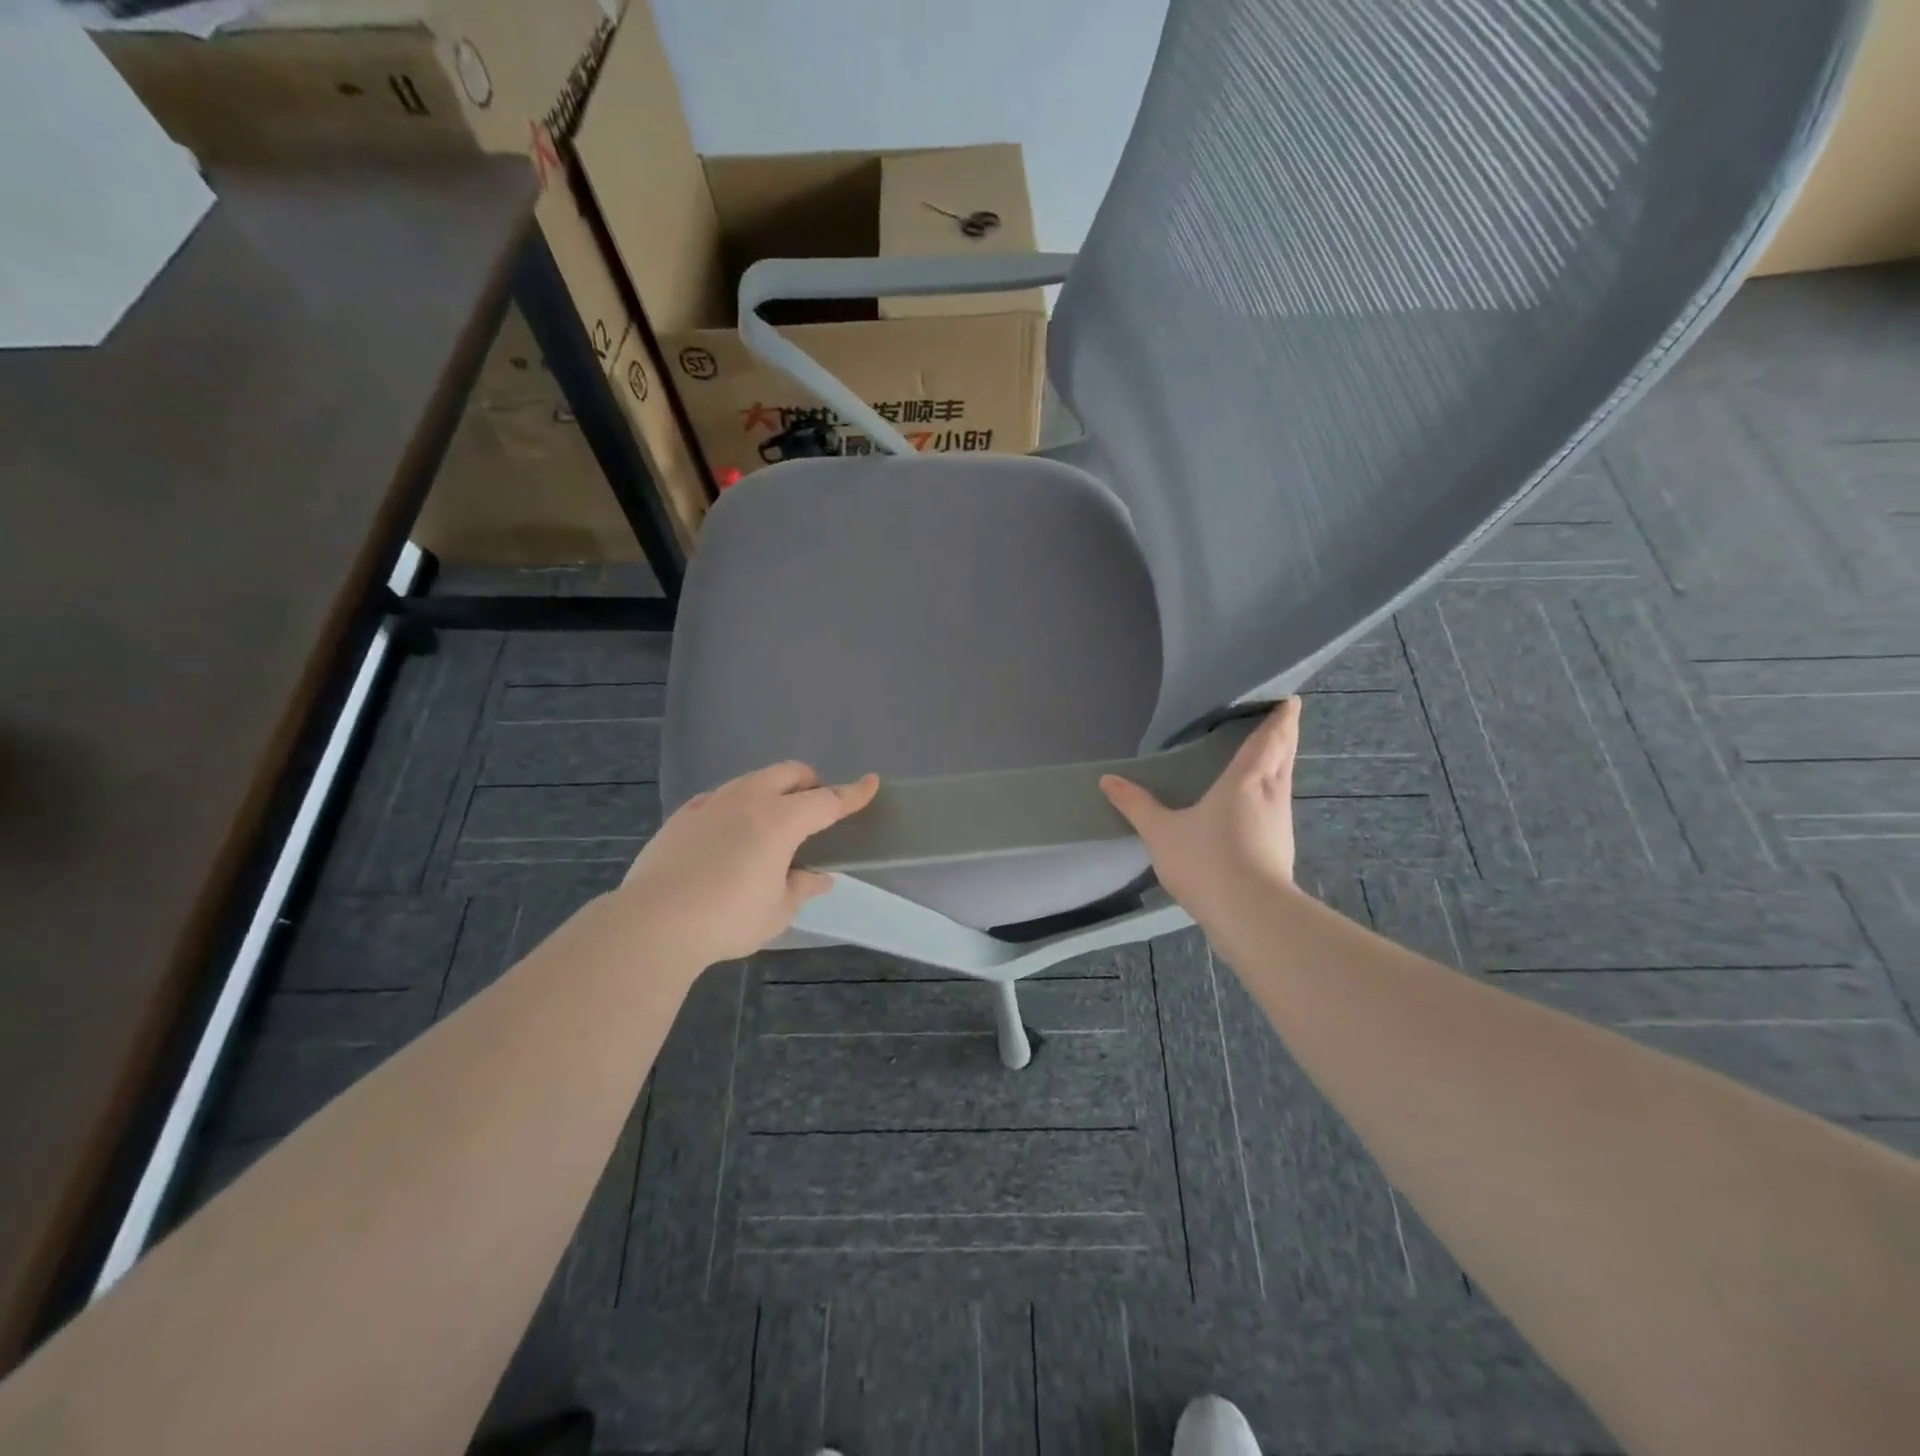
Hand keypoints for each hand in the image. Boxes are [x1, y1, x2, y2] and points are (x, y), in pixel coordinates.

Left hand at [620, 762, 878, 966]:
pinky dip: (739, 805)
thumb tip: (818, 877)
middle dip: (811, 783)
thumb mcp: (777, 911)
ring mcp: (712, 803)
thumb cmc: (726, 919)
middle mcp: (748, 800)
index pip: (827, 800)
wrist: (652, 924)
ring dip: (774, 791)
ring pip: (754, 779)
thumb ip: (802, 887)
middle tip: (815, 810)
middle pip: (790, 773)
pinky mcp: (683, 815)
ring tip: (772, 825)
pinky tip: (731, 834)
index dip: (853, 793)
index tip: (871, 783)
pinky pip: (722, 796)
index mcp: (780, 821)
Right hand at [1100, 699, 1301, 923]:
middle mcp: (1271, 794)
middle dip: (1285, 735)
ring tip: (1269, 756)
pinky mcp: (1282, 848)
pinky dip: (1274, 793)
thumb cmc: (1207, 860)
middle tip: (1282, 718)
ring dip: (1282, 764)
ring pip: (1285, 781)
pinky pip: (1279, 807)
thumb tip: (1108, 779)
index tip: (1288, 699)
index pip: (1270, 738)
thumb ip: (1136, 805)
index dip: (1281, 717)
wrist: (1250, 915)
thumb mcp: (1161, 832)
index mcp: (1246, 780)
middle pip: (1285, 755)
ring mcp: (1281, 823)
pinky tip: (1260, 805)